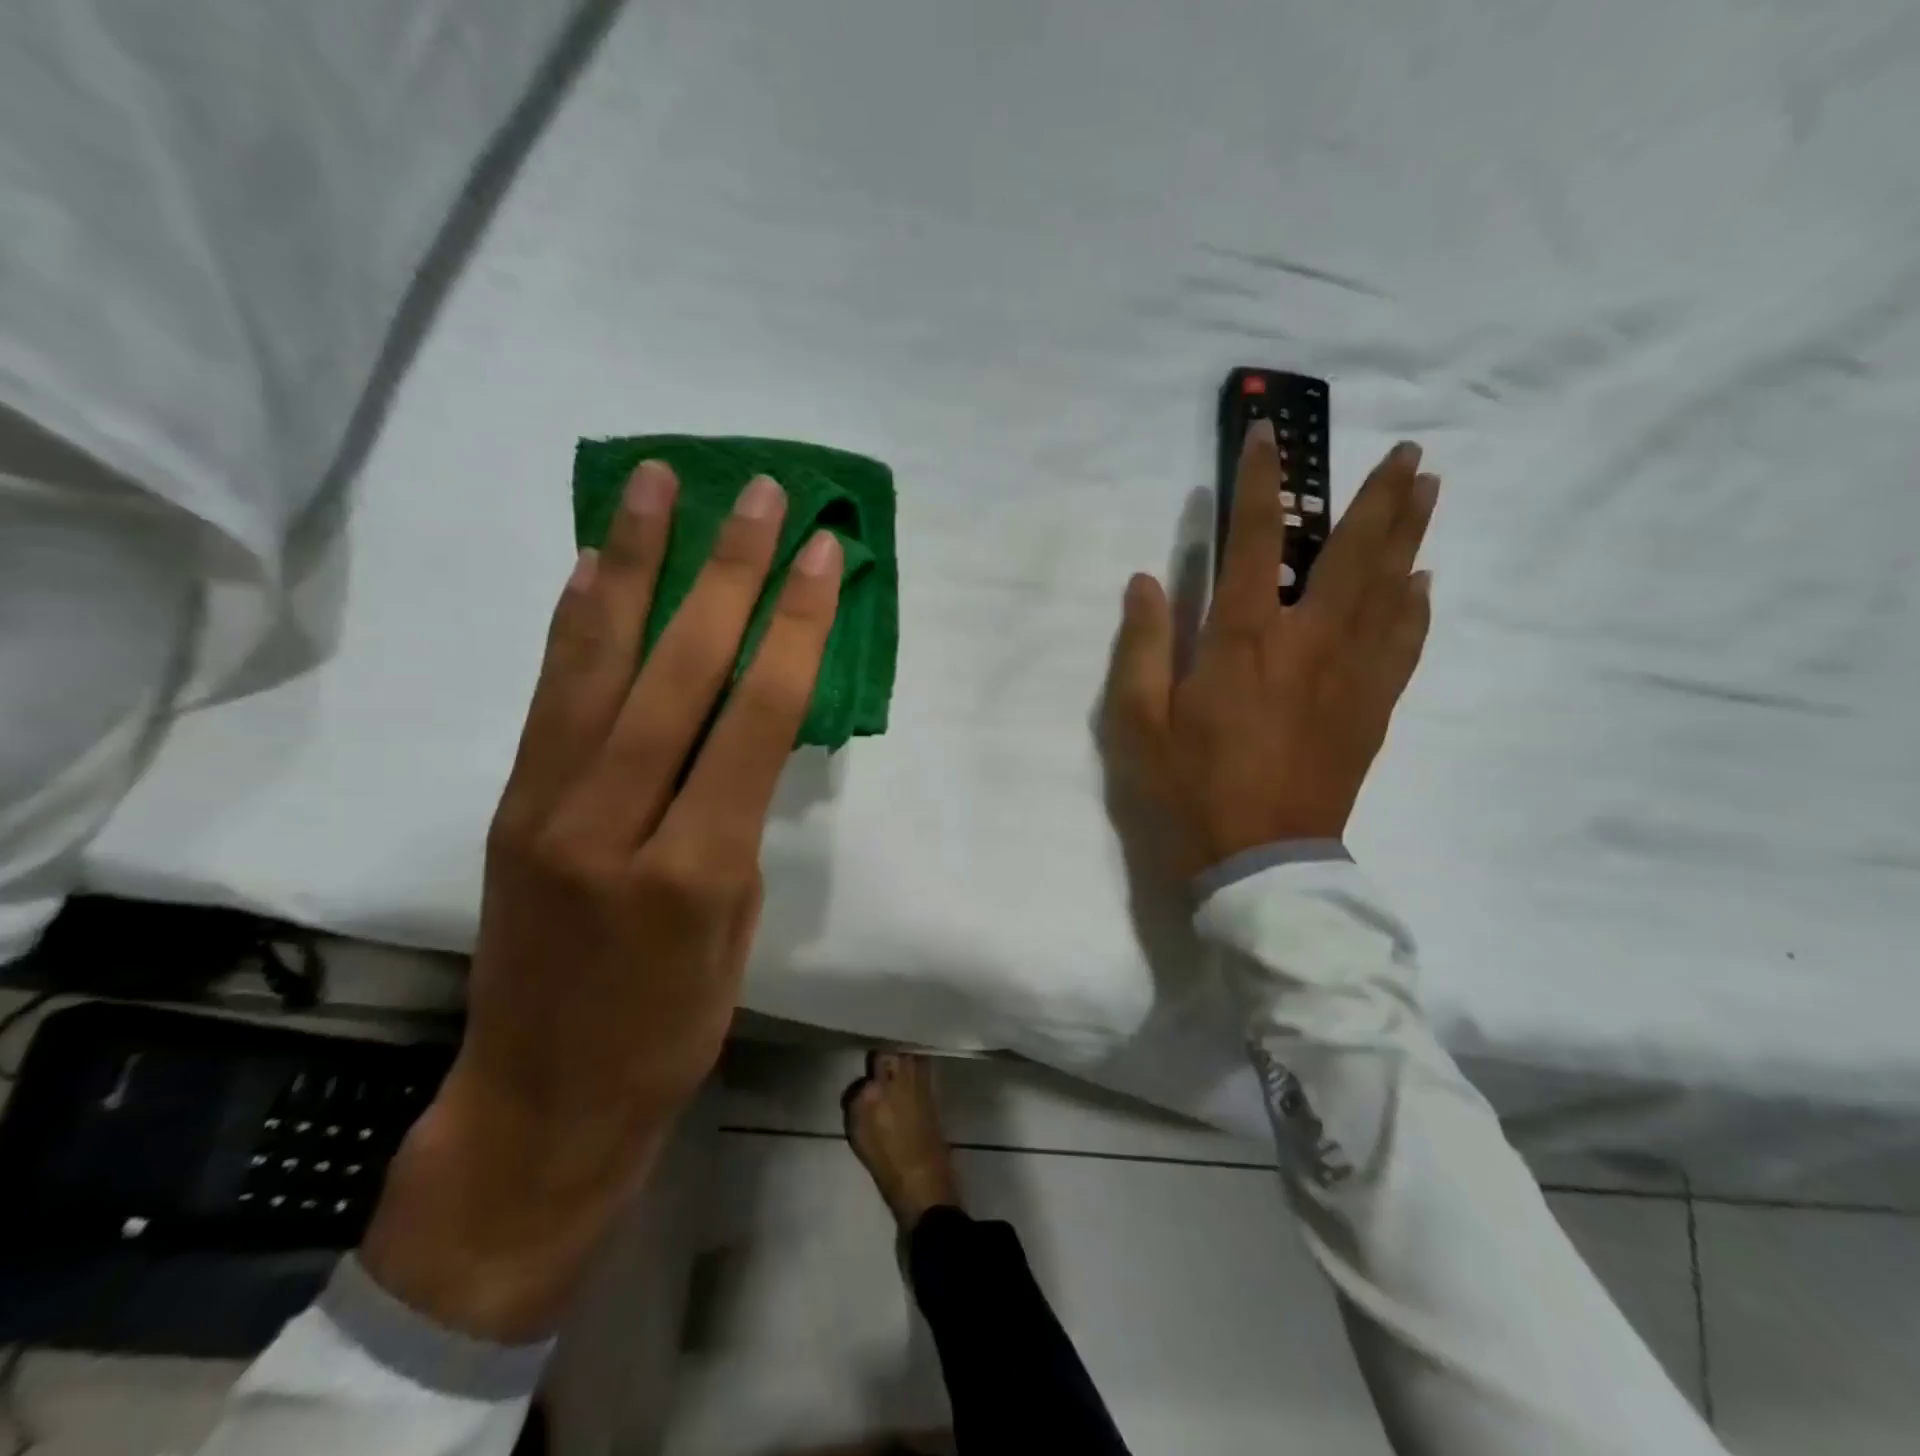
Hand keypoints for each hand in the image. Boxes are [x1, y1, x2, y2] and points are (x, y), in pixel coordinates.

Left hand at [362, 463, 843, 1339]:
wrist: (541, 1099)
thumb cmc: (671, 1031)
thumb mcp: (737, 934)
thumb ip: (737, 822)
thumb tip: (741, 736)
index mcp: (695, 867)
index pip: (757, 717)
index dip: (794, 626)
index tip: (820, 553)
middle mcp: (614, 819)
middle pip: (680, 669)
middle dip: (727, 569)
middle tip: (757, 491)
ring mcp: (548, 803)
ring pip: (598, 660)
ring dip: (635, 561)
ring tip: (657, 483)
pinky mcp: (511, 801)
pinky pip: (550, 691)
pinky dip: (576, 618)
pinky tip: (595, 563)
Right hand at [1104, 422, 1436, 879]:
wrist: (1260, 859)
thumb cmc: (1189, 788)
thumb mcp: (1139, 722)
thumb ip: (1141, 646)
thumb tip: (1148, 581)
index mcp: (1243, 641)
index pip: (1256, 542)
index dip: (1262, 484)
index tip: (1271, 437)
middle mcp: (1307, 643)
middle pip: (1351, 555)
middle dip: (1377, 499)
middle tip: (1407, 452)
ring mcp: (1349, 675)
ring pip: (1390, 591)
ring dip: (1409, 537)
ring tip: (1428, 492)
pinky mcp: (1371, 709)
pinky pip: (1404, 645)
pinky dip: (1417, 608)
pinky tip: (1423, 585)